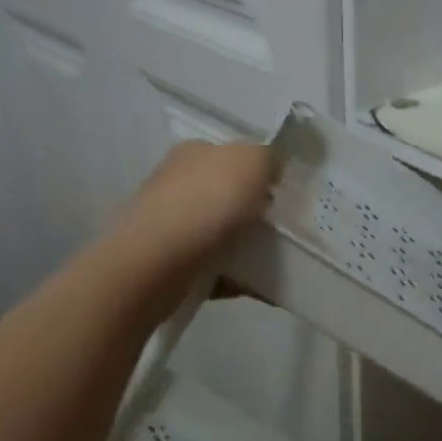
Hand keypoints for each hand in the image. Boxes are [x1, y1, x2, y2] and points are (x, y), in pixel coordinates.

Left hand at [119, 140, 275, 267]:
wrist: (157, 264)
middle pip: (228, 195)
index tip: (283, 192)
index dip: (260, 171)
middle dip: (256, 210)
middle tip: (285, 226)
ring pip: (223, 233)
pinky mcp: (172, 264)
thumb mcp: (252, 160)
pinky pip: (217, 269)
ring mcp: (172, 225)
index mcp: (195, 154)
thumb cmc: (207, 203)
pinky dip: (239, 278)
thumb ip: (269, 157)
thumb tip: (272, 170)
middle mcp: (179, 184)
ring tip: (278, 260)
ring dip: (249, 246)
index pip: (232, 155)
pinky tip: (262, 286)